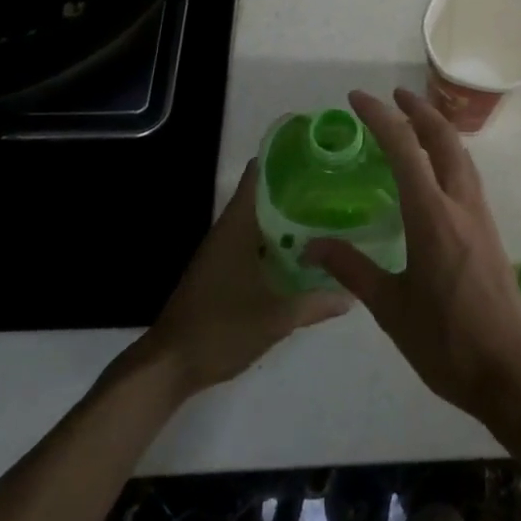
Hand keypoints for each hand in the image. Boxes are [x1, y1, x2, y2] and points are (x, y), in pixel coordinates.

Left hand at [140, 160, 349, 397]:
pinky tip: (300, 252)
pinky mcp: (220, 270)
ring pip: (259, 220)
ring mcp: (222, 251)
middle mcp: (228, 230)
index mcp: (238, 226)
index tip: (317, 154)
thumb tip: (351, 293)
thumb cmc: (220, 329)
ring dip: (286, 216)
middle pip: (263, 194)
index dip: (285, 158)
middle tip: (334, 186)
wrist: (169, 366)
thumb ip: (314, 303)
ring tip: (326, 213)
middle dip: (296, 189)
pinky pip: (253, 242)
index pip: (259, 174)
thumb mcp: (275, 318)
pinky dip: (275, 240)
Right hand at [303, 88, 520, 425]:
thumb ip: (352, 270)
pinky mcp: (488, 230)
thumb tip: (311, 246)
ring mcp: (480, 215)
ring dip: (437, 129)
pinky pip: (467, 174)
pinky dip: (448, 154)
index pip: (404, 148)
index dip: (380, 116)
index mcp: (432, 215)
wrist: (511, 370)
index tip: (357, 99)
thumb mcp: (391, 308)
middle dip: (418, 109)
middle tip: (392, 96)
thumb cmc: (446, 341)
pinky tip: (435, 171)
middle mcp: (460, 203)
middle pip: (443, 138)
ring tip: (413, 121)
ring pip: (461, 154)